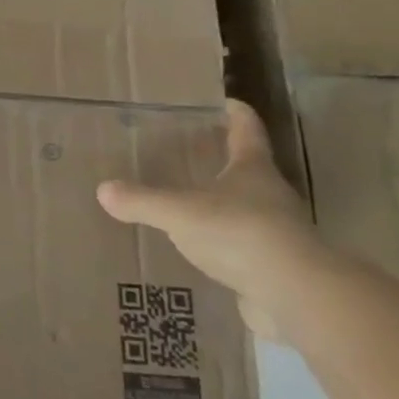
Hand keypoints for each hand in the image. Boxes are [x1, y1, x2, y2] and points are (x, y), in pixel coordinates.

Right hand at [97, 99, 330, 339]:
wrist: (295, 296)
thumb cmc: (239, 233)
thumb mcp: (179, 212)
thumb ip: (142, 201)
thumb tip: (103, 189)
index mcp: (253, 168)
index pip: (246, 128)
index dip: (235, 112)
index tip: (222, 102)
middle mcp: (271, 194)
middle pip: (248, 167)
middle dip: (223, 159)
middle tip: (190, 152)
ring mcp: (277, 232)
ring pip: (247, 207)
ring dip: (224, 202)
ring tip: (189, 202)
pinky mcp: (276, 266)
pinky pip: (244, 246)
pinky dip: (224, 242)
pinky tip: (201, 249)